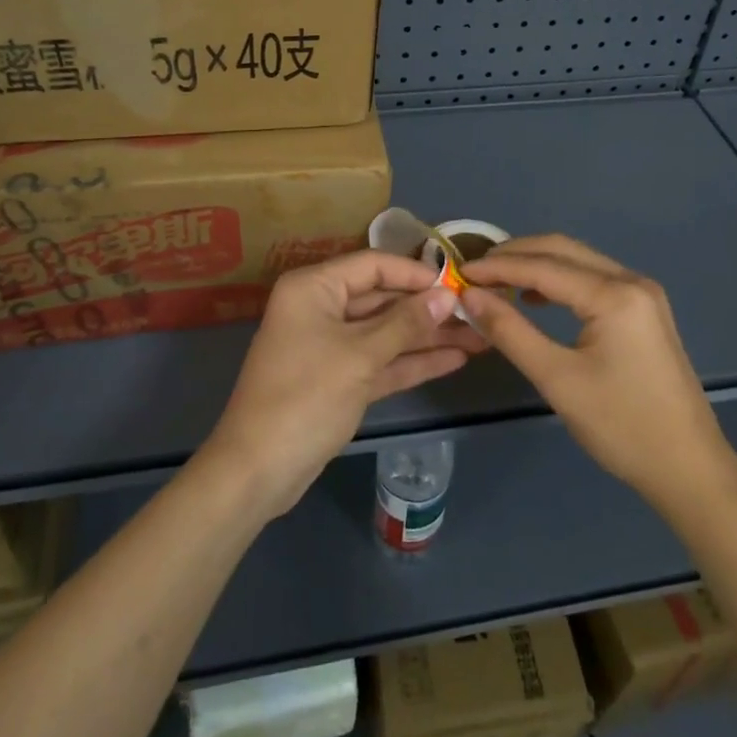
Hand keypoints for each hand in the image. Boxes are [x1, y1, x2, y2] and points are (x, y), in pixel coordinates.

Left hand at [202, 251, 482, 516]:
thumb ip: (406, 323)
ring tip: (478, 337)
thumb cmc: (305, 397)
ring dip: (428, 336)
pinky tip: (454, 359)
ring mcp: (331, 345)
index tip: (458, 284)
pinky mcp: (340, 379)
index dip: (416, 274)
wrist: (258, 470)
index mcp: (315, 288)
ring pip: (386, 332)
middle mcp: (321, 308)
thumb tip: (447, 296)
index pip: (373, 266)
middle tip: (477, 313)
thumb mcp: (360, 356)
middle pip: (383, 299)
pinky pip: (381, 360)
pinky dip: (412, 361)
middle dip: (428, 309)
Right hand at [462, 235, 736, 511]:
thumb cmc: (622, 426)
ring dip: (537, 264)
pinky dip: (560, 280)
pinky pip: (593, 279)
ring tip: (497, 281)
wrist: (690, 469)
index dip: (497, 267)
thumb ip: (511, 331)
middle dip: (516, 255)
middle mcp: (631, 280)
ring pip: (579, 261)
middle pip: (563, 249)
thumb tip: (470, 297)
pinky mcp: (645, 311)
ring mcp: (642, 294)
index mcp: (614, 294)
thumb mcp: (558, 379)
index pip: (543, 266)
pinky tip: (536, 298)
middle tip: (475, 271)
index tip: (458, 273)